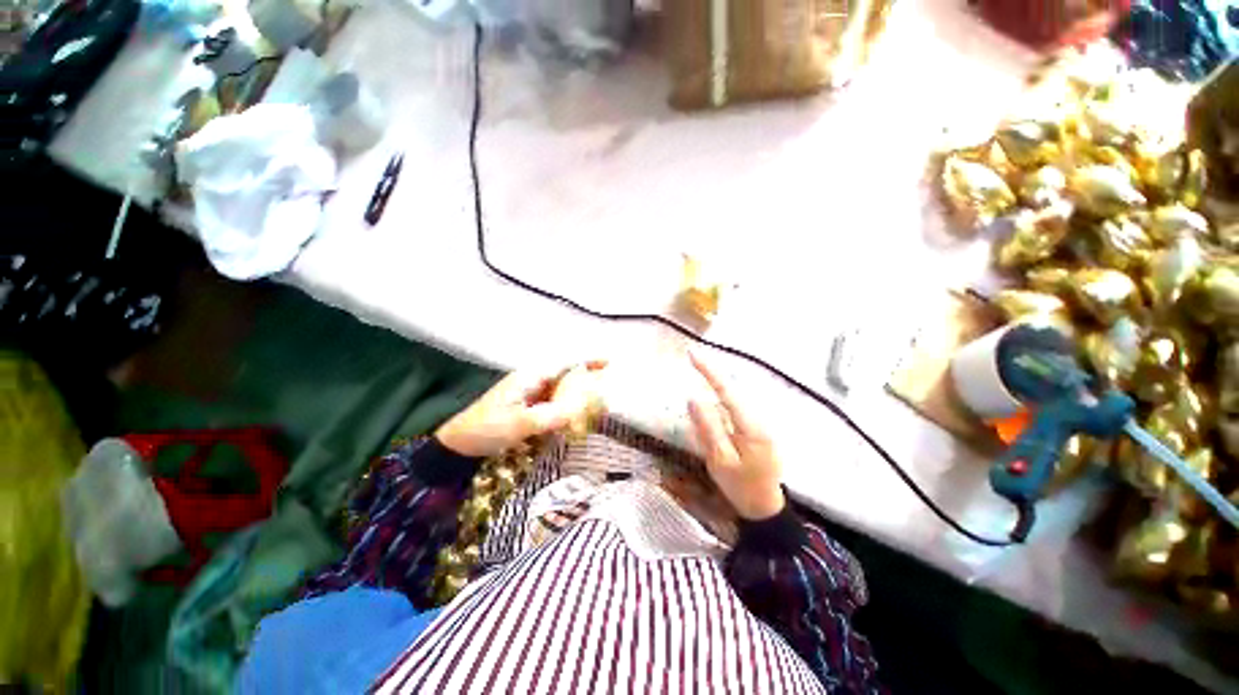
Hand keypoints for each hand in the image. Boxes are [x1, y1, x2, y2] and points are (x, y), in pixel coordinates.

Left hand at [436, 361, 605, 457]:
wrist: (457, 444)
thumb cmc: (486, 429)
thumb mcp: (519, 424)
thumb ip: (550, 416)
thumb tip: (579, 410)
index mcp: (530, 377)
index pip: (564, 364)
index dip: (587, 361)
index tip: (608, 362)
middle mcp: (532, 381)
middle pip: (565, 376)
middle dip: (586, 380)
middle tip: (605, 394)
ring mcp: (529, 394)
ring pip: (559, 390)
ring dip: (576, 396)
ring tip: (593, 408)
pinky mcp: (526, 407)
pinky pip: (551, 403)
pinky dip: (564, 409)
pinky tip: (570, 420)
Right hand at [687, 352, 784, 520]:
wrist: (764, 508)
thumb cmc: (740, 487)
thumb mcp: (719, 460)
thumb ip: (708, 428)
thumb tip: (693, 398)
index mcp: (752, 427)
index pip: (727, 392)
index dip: (709, 372)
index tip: (692, 355)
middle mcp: (759, 420)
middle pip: (732, 390)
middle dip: (713, 373)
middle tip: (693, 358)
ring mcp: (760, 423)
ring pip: (734, 398)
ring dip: (717, 384)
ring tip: (700, 370)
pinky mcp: (756, 428)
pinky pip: (736, 408)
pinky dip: (722, 398)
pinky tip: (712, 398)